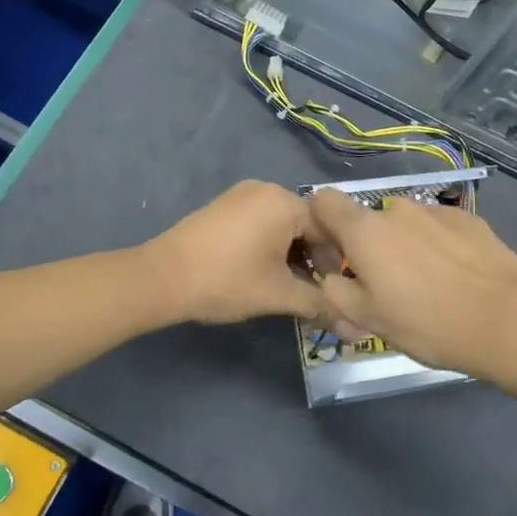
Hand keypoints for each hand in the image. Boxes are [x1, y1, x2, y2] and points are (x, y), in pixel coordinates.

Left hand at [143, 181, 323, 324]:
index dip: (337, 262)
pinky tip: (266, 273)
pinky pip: (261, 222)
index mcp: (284, 201)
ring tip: (291, 287)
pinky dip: (271, 246)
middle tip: (316, 293)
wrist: (162, 278)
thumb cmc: (227, 280)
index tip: (338, 292)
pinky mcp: (224, 207)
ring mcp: (241, 195)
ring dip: (293, 255)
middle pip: (306, 224)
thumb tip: (354, 327)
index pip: (329, 228)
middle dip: (314, 259)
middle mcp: (266, 189)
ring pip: (283, 225)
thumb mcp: (278, 295)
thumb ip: (319, 304)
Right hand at [307, 189, 516, 376]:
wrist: (506, 320)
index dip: (323, 223)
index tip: (337, 255)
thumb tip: (332, 276)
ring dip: (408, 247)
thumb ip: (336, 292)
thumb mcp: (368, 320)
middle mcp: (397, 209)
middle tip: (390, 287)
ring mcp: (436, 211)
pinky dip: (440, 247)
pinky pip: (440, 229)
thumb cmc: (427, 322)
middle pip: (370, 221)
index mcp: (365, 230)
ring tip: (431, 286)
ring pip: (407, 226)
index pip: (325, 201)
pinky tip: (458, 278)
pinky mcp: (469, 219)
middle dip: (373, 247)